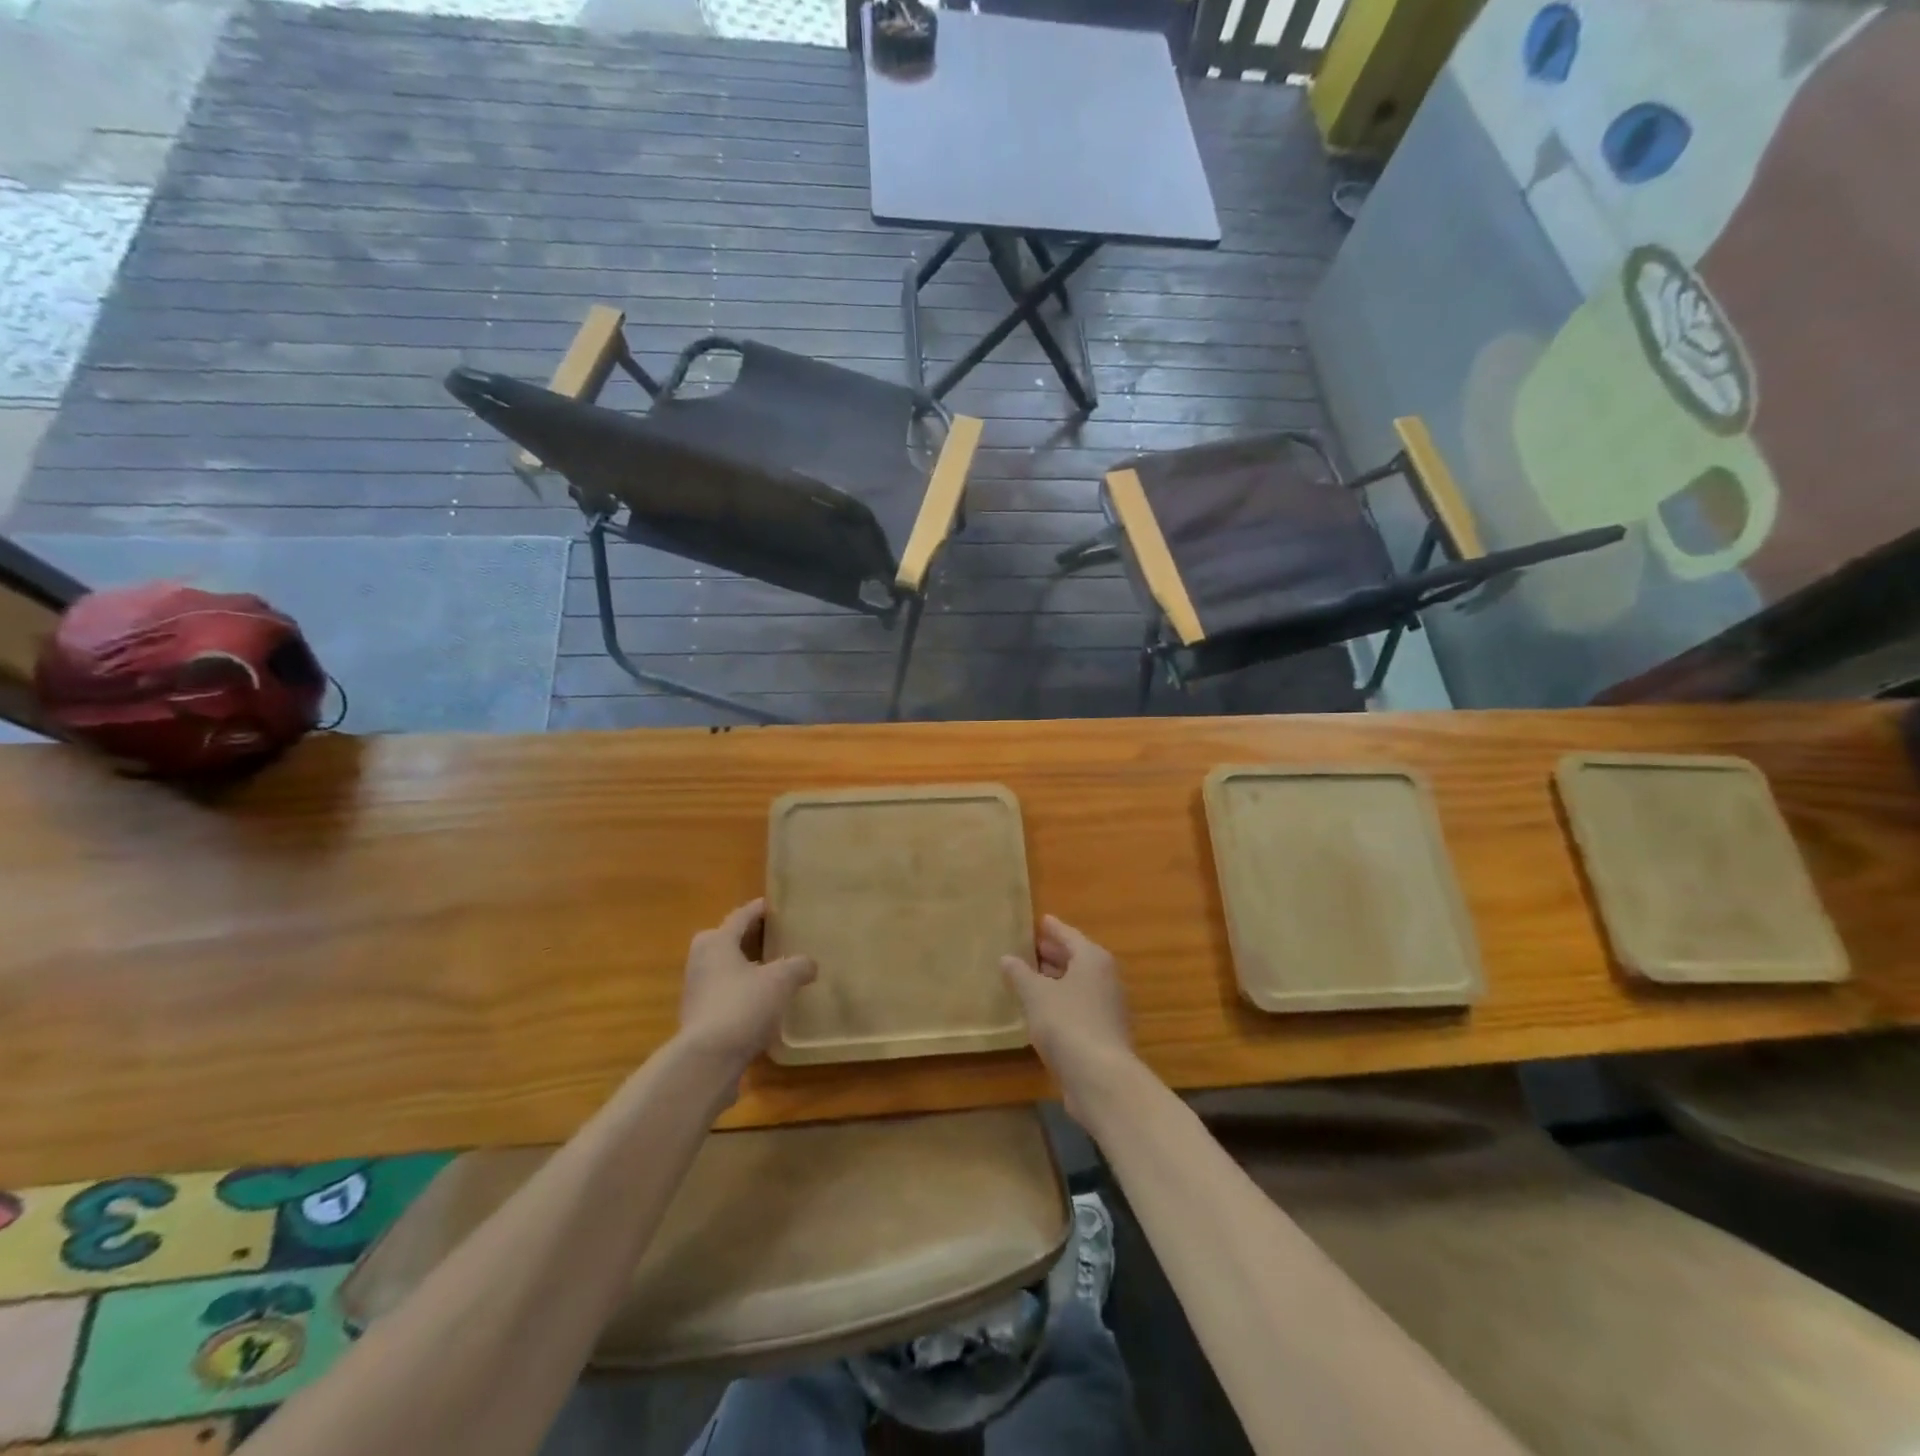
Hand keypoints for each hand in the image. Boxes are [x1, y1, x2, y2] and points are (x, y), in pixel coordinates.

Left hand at [676, 899, 816, 1071]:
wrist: (707, 1060)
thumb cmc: (743, 1005)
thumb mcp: (780, 981)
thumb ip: (798, 966)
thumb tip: (810, 964)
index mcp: (717, 941)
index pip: (740, 916)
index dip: (759, 910)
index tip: (774, 906)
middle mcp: (700, 960)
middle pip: (728, 941)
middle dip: (750, 939)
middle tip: (775, 939)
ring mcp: (696, 991)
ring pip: (725, 969)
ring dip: (745, 968)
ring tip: (773, 972)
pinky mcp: (698, 1018)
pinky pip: (724, 995)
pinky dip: (741, 993)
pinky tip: (762, 1005)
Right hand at [1001, 915, 1136, 1119]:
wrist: (1101, 1077)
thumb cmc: (1067, 1023)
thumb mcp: (1035, 994)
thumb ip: (1020, 974)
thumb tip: (1007, 958)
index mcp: (1093, 959)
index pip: (1069, 935)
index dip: (1053, 929)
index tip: (1040, 920)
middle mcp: (1106, 978)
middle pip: (1077, 959)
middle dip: (1054, 953)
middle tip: (1030, 947)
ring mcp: (1109, 1007)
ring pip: (1079, 984)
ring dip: (1057, 979)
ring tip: (1031, 977)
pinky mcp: (1105, 1033)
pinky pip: (1080, 1006)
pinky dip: (1062, 1002)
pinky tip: (1043, 1010)